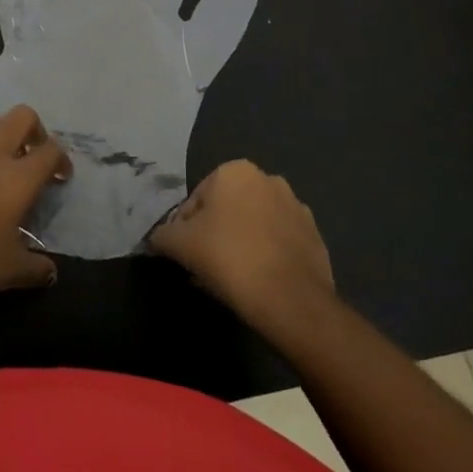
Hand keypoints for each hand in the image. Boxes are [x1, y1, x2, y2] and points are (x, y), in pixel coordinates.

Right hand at [148, 160, 333, 323]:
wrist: (291, 299)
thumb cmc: (229, 258)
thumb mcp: (179, 245)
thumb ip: (162, 235)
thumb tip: (158, 238)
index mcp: (235, 171)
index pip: (196, 200)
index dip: (185, 229)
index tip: (185, 255)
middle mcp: (269, 179)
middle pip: (226, 209)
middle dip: (214, 233)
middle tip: (206, 266)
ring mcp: (297, 207)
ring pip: (253, 225)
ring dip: (240, 243)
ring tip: (232, 278)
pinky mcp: (314, 236)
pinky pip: (278, 242)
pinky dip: (266, 255)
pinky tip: (258, 282)